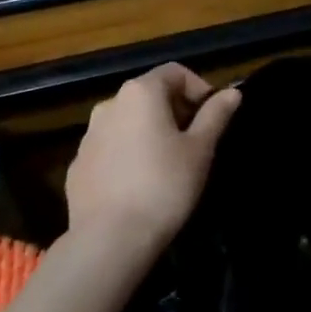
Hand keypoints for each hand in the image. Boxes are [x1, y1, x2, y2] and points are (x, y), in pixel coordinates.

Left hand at [65, 64, 241, 266]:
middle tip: (196, 142)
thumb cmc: (164, 186)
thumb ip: (216, 115)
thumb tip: (232, 92)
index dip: (199, 89)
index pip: (175, 72)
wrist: (110, 239)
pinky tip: (141, 184)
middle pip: (150, 95)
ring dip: (151, 132)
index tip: (213, 117)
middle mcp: (109, 105)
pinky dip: (129, 154)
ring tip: (169, 164)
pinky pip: (111, 148)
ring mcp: (88, 136)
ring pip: (128, 122)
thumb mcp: (200, 150)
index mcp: (140, 93)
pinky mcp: (78, 165)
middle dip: (176, 111)